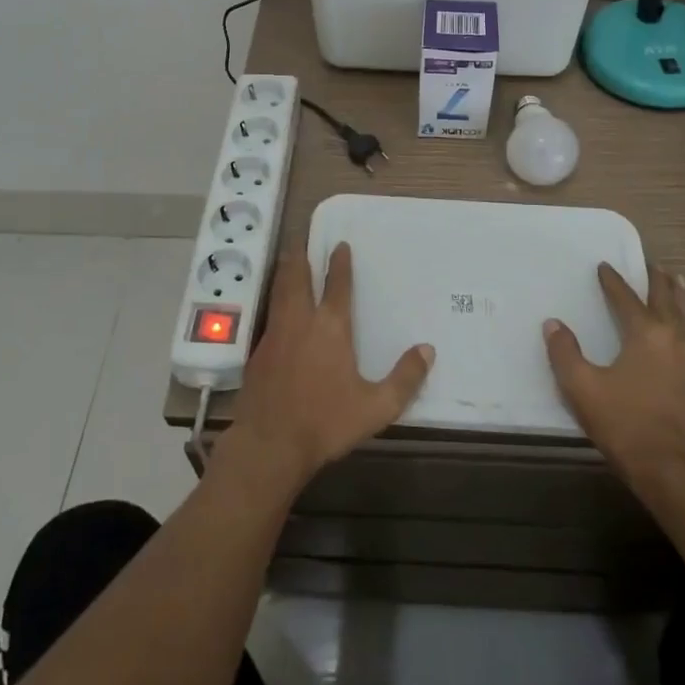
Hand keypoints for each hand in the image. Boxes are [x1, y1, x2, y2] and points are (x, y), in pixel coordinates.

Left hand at [223, 243, 434, 492]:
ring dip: (284, 273)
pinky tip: (276, 311)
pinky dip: (275, 302)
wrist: (269, 446)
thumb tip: (427, 350)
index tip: (340, 245)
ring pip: (279, 293)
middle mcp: (300, 322)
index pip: (337, 285)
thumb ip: (404, 378)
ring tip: (287, 261)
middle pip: (297, 278)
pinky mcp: (256, 354)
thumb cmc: (325, 423)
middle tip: (301, 239)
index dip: (340, 263)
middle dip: (300, 256)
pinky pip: (268, 317)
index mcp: (331, 328)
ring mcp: (274, 336)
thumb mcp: (376, 407)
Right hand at [544, 261, 684, 506]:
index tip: (604, 266)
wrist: (676, 472)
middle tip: (650, 264)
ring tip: (678, 280)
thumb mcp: (582, 389)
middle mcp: (675, 337)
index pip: (626, 298)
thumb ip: (564, 353)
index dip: (612, 281)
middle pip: (666, 299)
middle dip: (656, 279)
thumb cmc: (626, 426)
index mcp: (645, 334)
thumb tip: (553, 324)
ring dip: (682, 295)